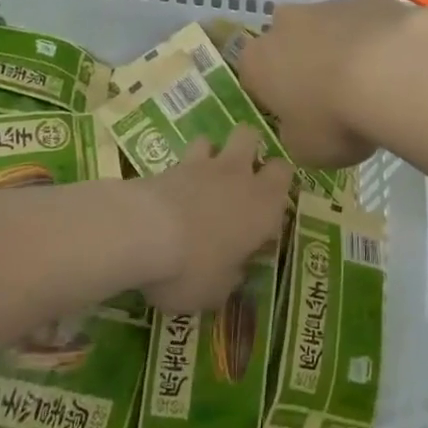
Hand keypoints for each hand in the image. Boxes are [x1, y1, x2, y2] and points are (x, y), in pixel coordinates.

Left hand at [136, 125, 292, 311]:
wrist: (142, 233)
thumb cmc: (191, 267)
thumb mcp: (216, 291)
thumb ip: (230, 277)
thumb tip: (233, 272)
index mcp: (263, 204)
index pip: (284, 173)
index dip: (277, 183)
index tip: (266, 205)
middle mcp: (239, 175)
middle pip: (252, 137)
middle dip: (248, 150)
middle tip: (239, 178)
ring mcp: (203, 165)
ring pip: (215, 139)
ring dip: (211, 154)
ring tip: (202, 179)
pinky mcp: (169, 164)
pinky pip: (182, 158)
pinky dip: (180, 171)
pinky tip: (173, 191)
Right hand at [235, 0, 422, 169]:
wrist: (391, 72)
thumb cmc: (334, 118)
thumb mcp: (305, 149)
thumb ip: (295, 134)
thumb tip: (301, 126)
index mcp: (258, 61)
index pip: (254, 77)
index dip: (274, 97)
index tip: (296, 116)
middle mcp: (285, 24)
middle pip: (289, 44)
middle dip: (305, 65)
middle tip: (332, 98)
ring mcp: (327, 5)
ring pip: (328, 30)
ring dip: (341, 51)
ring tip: (371, 85)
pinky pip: (365, 24)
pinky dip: (374, 41)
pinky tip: (394, 67)